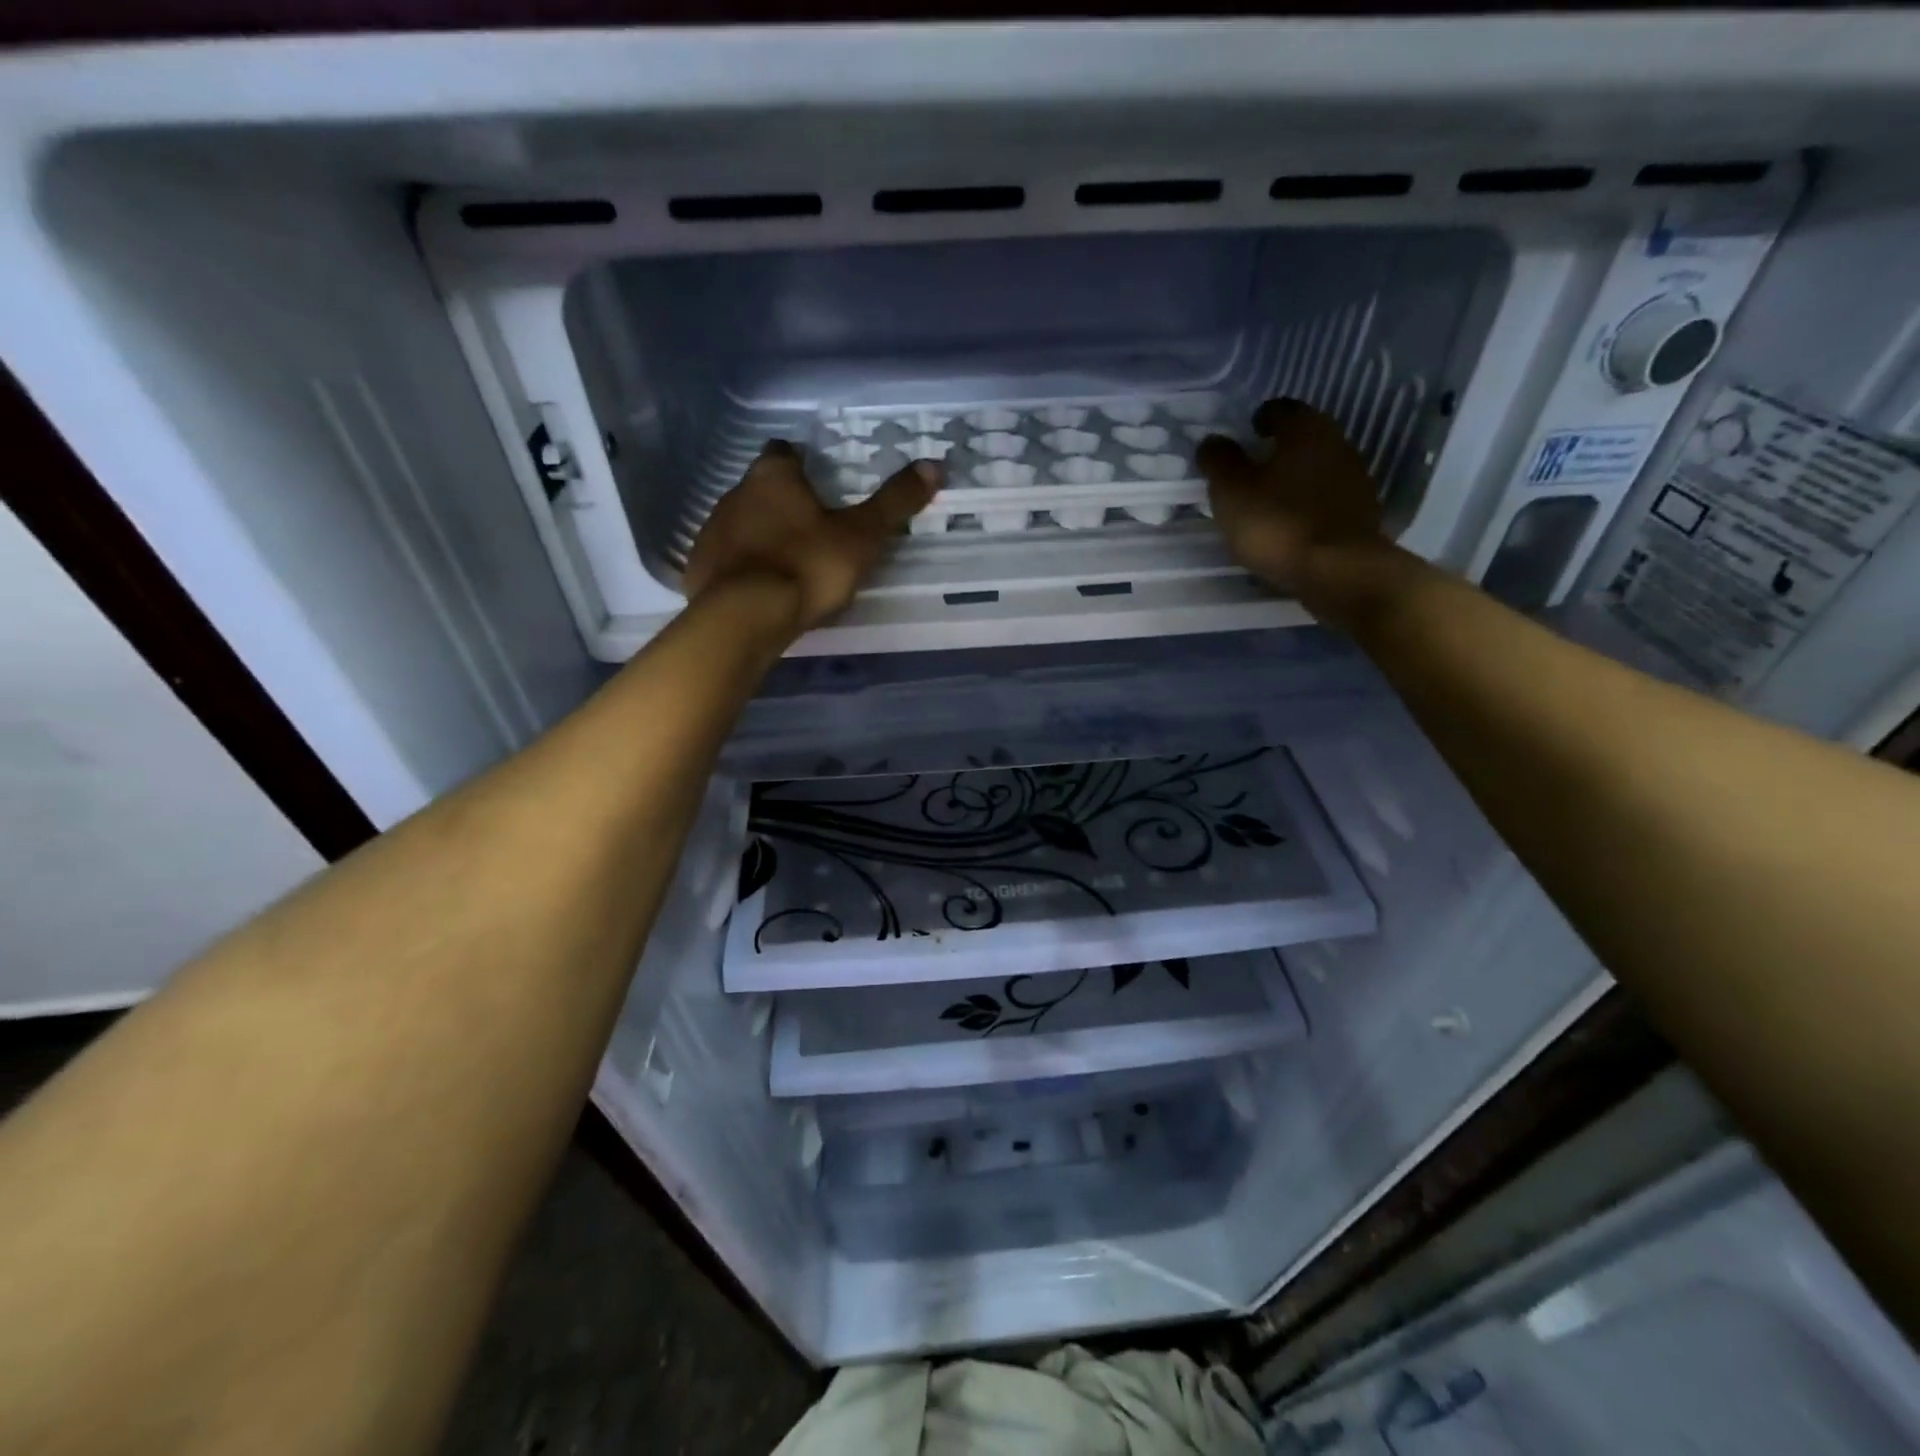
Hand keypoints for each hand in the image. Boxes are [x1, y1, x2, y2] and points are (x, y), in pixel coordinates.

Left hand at [682, 441, 939, 634]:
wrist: (745, 617)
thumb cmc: (807, 566)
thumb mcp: (861, 537)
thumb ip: (894, 503)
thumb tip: (934, 465)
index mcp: (773, 478)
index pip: (784, 453)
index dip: (800, 464)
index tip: (817, 481)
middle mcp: (735, 494)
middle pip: (760, 489)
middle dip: (782, 503)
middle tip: (811, 528)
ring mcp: (711, 532)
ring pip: (740, 523)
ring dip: (760, 535)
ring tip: (787, 562)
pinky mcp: (698, 569)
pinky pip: (724, 560)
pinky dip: (741, 568)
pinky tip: (758, 589)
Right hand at [1196, 399, 1385, 597]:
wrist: (1338, 571)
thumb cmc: (1278, 523)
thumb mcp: (1231, 492)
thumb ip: (1219, 461)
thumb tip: (1212, 441)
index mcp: (1306, 429)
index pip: (1281, 409)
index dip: (1259, 419)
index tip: (1244, 435)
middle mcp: (1337, 443)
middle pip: (1303, 437)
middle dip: (1279, 449)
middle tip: (1251, 468)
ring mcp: (1355, 479)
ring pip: (1317, 468)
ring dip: (1295, 478)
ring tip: (1268, 500)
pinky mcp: (1361, 512)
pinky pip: (1327, 498)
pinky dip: (1309, 504)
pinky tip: (1291, 524)